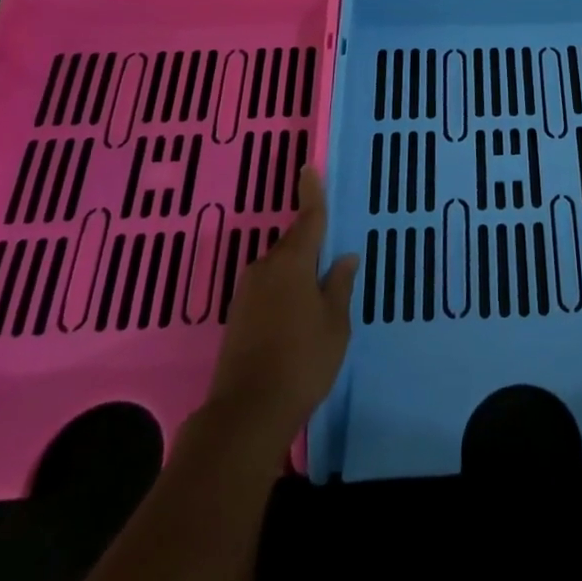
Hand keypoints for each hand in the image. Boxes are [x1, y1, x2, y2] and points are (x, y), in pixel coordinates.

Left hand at [196, 167, 358, 457]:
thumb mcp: (334, 323)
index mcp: (292, 262)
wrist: (246, 413)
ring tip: (320, 291)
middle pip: (293, 244)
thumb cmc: (302, 361)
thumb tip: (344, 258)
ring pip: (280, 268)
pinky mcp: (238, 316)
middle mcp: (266, 268)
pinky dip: (285, 290)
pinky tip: (298, 312)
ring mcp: (247, 293)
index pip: (308, 218)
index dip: (312, 193)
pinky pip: (269, 288)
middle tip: (332, 253)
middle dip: (311, 244)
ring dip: (298, 271)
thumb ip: (339, 286)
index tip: (309, 167)